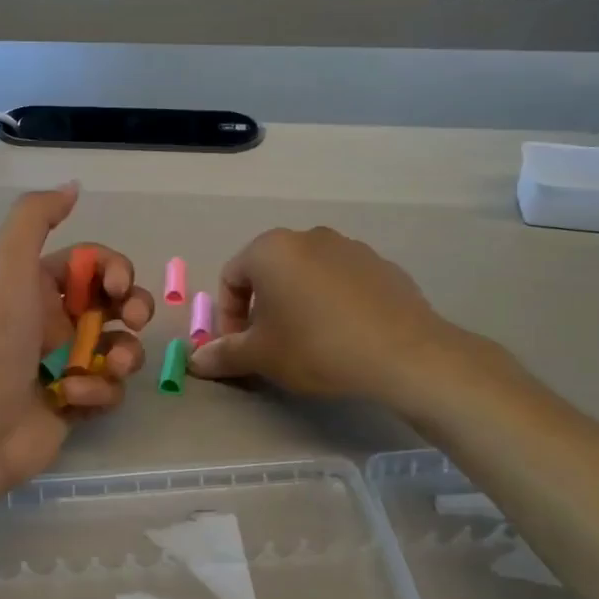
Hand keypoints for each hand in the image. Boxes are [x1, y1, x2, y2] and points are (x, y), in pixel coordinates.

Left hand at [0, 185, 153, 505]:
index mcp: (39, 286)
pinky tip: (74, 398)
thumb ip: (36, 216)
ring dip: (125, 353)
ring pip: (122, 347)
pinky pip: (110, 389)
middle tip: (132, 319)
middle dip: (134, 307)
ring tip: (111, 366)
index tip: (118, 284)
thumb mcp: (8, 263)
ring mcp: (67, 363)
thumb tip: (72, 187)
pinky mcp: (76, 402)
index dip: (115, 269)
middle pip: (117, 304)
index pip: (94, 265)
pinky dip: (99, 391)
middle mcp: (54, 321)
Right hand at [187, 226, 486, 408]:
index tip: (239, 347)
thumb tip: (195, 361)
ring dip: (296, 304)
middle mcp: (308, 237)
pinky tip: (344, 337)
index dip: (227, 316)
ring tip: (308, 343)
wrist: (404, 354)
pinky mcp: (382, 265)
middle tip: (270, 346)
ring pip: (306, 275)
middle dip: (261, 309)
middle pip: (269, 272)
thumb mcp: (261, 356)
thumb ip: (224, 353)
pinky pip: (342, 283)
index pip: (231, 277)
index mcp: (270, 250)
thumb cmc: (316, 347)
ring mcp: (349, 247)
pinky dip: (332, 304)